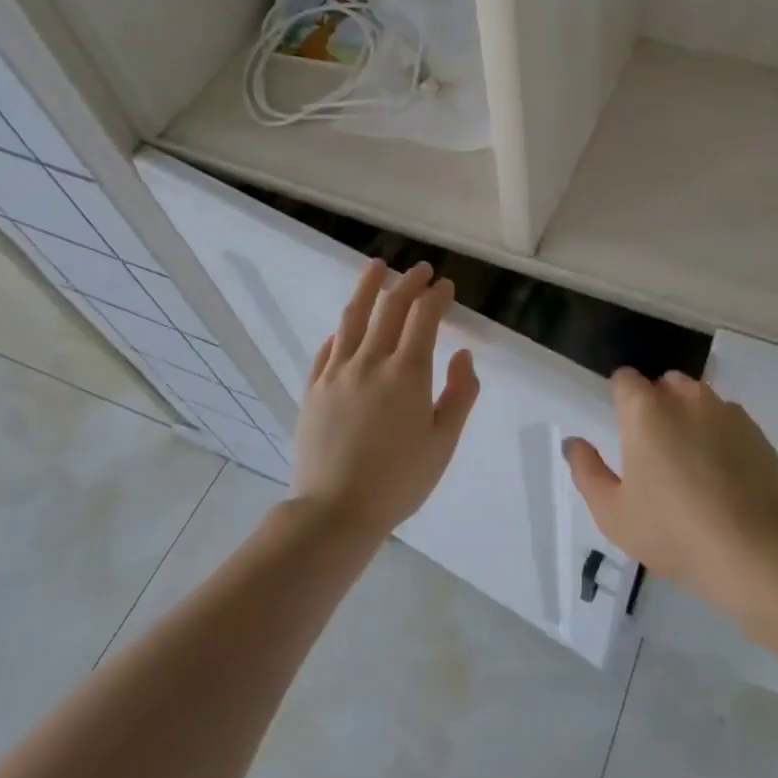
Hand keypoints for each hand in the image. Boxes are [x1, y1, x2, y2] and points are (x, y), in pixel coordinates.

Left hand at [291, 259, 480, 541]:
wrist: (335, 510)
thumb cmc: (399, 480)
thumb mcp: (443, 442)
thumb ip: (459, 394)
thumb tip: (463, 355)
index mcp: (407, 373)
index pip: (424, 318)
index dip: (437, 296)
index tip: (446, 286)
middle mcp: (370, 361)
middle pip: (390, 307)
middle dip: (409, 283)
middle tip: (421, 270)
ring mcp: (336, 372)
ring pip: (352, 317)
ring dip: (368, 287)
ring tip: (377, 267)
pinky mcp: (313, 388)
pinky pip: (328, 347)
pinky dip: (343, 329)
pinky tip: (347, 326)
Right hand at [564, 369, 777, 619]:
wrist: (758, 552)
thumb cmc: (674, 533)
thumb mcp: (614, 514)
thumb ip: (587, 471)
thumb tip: (574, 442)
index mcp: (645, 411)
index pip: (625, 379)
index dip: (620, 396)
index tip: (622, 427)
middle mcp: (686, 398)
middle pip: (664, 383)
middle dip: (656, 403)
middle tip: (654, 450)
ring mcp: (727, 412)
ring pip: (699, 399)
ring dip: (689, 416)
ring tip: (691, 462)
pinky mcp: (758, 432)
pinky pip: (728, 420)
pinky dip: (720, 435)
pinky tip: (723, 475)